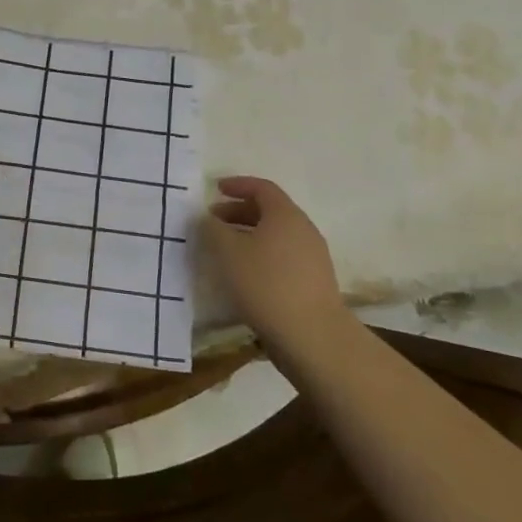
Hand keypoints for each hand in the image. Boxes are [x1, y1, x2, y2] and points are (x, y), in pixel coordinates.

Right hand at [204, 176, 351, 357]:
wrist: (313, 337)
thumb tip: (207, 218)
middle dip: (239, 212)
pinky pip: (283, 257)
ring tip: (225, 251)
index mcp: (285, 214)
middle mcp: (303, 229)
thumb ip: (212, 229)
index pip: (262, 187)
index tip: (216, 189)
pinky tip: (245, 276)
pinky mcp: (314, 282)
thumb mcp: (228, 252)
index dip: (237, 185)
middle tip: (213, 222)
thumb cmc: (266, 284)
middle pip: (269, 211)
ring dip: (249, 236)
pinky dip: (261, 256)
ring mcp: (313, 257)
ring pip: (276, 236)